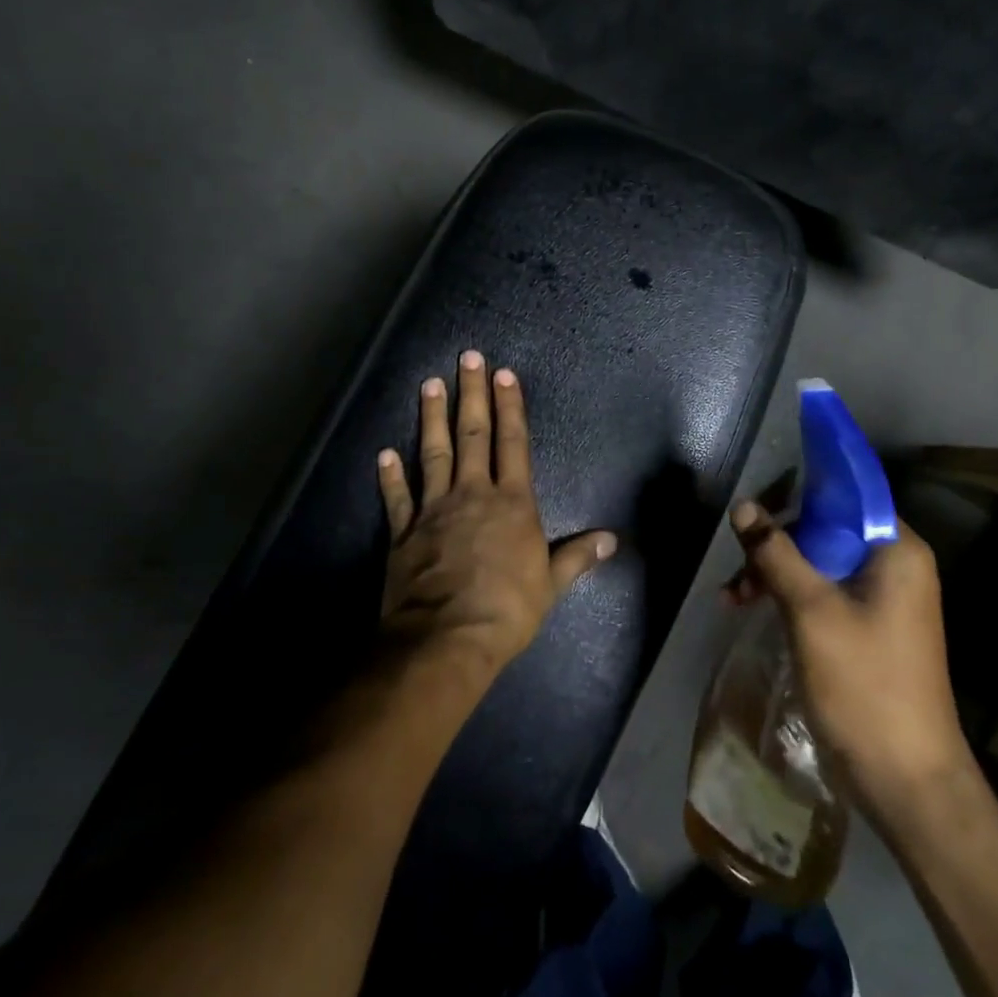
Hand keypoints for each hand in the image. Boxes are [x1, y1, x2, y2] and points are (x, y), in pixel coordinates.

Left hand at [376, 350, 616, 682]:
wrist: (447, 638)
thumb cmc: (507, 609)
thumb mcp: (551, 585)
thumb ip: (577, 556)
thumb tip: (612, 538)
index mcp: (512, 502)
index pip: (513, 443)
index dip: (510, 406)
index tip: (504, 374)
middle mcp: (473, 494)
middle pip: (473, 434)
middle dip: (472, 394)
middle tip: (467, 358)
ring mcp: (434, 510)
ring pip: (434, 453)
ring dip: (431, 417)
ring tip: (430, 385)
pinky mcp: (405, 532)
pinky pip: (397, 497)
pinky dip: (390, 475)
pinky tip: (384, 453)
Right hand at [727, 503, 971, 816]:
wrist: (905, 781)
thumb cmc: (864, 685)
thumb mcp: (811, 611)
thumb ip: (776, 553)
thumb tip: (743, 506)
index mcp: (897, 551)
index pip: (845, 497)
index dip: (798, 497)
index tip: (756, 511)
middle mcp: (895, 566)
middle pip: (826, 531)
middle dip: (777, 545)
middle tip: (738, 569)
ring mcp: (883, 600)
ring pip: (819, 564)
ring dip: (775, 574)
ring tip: (732, 598)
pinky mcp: (868, 629)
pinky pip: (823, 594)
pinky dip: (789, 598)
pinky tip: (749, 610)